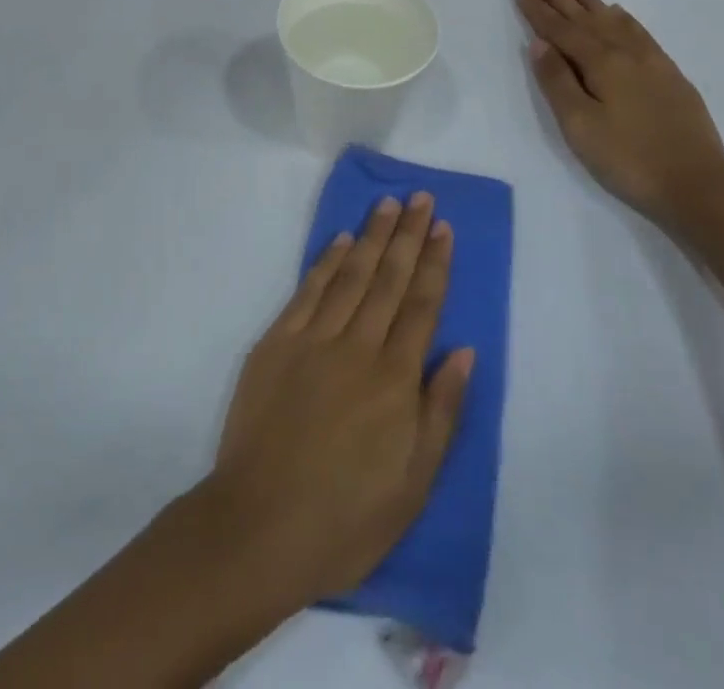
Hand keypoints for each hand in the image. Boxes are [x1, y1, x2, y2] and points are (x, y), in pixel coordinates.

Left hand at [206, 194, 473, 611]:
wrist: (260, 525)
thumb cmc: (347, 518)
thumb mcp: (413, 484)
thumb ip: (441, 412)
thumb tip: (463, 352)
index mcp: (395, 380)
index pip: (421, 306)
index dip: (434, 264)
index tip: (442, 228)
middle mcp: (358, 347)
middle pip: (389, 280)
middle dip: (408, 236)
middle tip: (421, 198)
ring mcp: (313, 339)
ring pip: (351, 276)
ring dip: (372, 237)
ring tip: (388, 204)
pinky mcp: (277, 342)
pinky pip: (308, 291)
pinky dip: (326, 261)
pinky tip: (341, 240)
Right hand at [515, 0, 723, 239]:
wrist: (697, 186)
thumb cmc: (628, 158)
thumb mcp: (580, 125)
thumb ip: (557, 81)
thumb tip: (540, 43)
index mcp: (602, 63)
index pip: (562, 30)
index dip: (539, 12)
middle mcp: (627, 53)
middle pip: (587, 19)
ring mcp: (653, 62)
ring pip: (615, 21)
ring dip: (591, 2)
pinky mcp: (671, 75)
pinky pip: (640, 33)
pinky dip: (623, 18)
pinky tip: (619, 14)